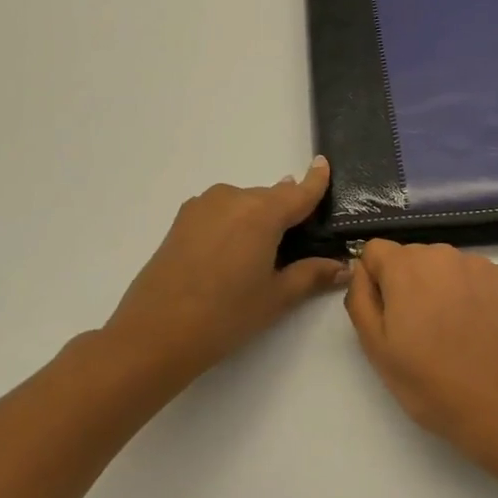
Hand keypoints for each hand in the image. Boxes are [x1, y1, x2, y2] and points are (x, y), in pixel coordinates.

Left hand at [107, 159, 348, 382]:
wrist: (154, 334)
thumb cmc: (225, 316)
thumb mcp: (276, 297)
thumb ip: (311, 275)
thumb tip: (342, 267)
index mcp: (262, 212)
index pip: (299, 192)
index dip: (315, 180)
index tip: (322, 163)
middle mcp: (234, 198)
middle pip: (271, 198)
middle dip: (286, 213)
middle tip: (297, 244)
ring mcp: (203, 206)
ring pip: (244, 204)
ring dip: (257, 219)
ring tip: (260, 254)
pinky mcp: (182, 219)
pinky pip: (221, 211)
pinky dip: (234, 223)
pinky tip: (231, 253)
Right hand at [345, 240, 497, 467]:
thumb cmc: (429, 382)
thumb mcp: (375, 347)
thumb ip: (360, 298)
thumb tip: (361, 270)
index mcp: (405, 266)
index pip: (375, 250)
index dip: (375, 279)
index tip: (387, 313)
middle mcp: (442, 253)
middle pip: (411, 256)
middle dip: (408, 283)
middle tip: (417, 329)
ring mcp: (478, 264)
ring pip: (444, 265)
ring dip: (439, 286)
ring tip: (450, 330)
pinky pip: (474, 275)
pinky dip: (470, 292)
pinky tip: (476, 326)